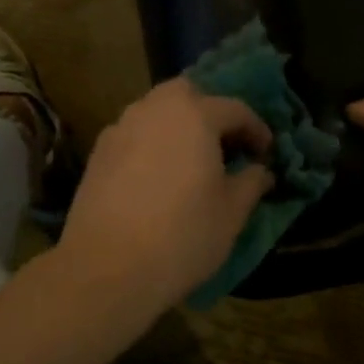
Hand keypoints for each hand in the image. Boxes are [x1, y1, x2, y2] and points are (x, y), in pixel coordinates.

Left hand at [55, 77, 274, 316]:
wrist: (107, 268)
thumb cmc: (182, 236)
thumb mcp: (232, 213)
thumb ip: (251, 183)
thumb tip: (261, 171)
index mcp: (195, 115)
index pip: (235, 109)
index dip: (256, 130)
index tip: (266, 154)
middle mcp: (155, 110)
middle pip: (187, 95)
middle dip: (210, 112)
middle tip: (224, 146)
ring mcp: (120, 129)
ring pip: (156, 112)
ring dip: (178, 127)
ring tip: (190, 162)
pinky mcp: (98, 154)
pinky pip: (134, 135)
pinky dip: (152, 144)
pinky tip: (158, 178)